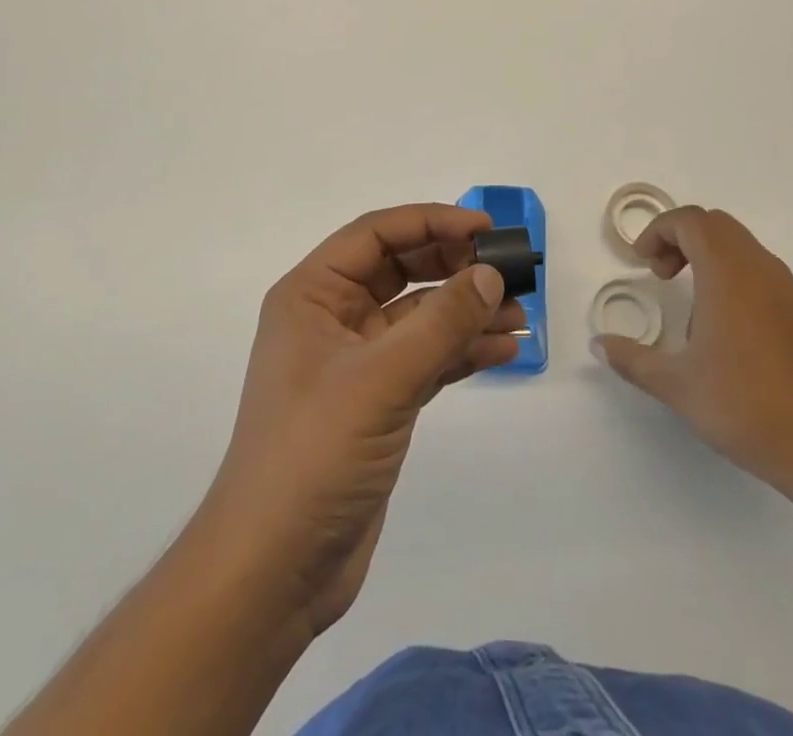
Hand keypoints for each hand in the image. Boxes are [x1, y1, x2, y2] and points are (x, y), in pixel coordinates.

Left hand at [195, 203, 525, 639]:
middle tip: (510, 272)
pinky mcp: (376, 403)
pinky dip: (460, 352)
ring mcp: (355, 362)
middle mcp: (331, 318)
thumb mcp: (380, 380)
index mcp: (312, 294)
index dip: (431, 222)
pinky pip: (425, 358)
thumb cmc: (313, 455)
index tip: (486, 229)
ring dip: (466, 312)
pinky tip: (502, 351)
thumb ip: (440, 324)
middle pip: (400, 270)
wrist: (273, 571)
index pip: (376, 235)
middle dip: (454, 267)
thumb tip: (491, 276)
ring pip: (418, 316)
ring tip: (520, 317)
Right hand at [592, 206, 792, 504]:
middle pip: (718, 226)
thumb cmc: (748, 408)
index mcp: (729, 274)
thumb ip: (632, 360)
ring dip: (711, 260)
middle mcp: (763, 270)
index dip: (659, 231)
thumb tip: (598, 345)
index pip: (691, 221)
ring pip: (745, 248)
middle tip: (663, 276)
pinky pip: (767, 276)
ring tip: (696, 313)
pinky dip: (739, 281)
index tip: (643, 262)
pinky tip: (735, 336)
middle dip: (682, 239)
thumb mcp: (677, 386)